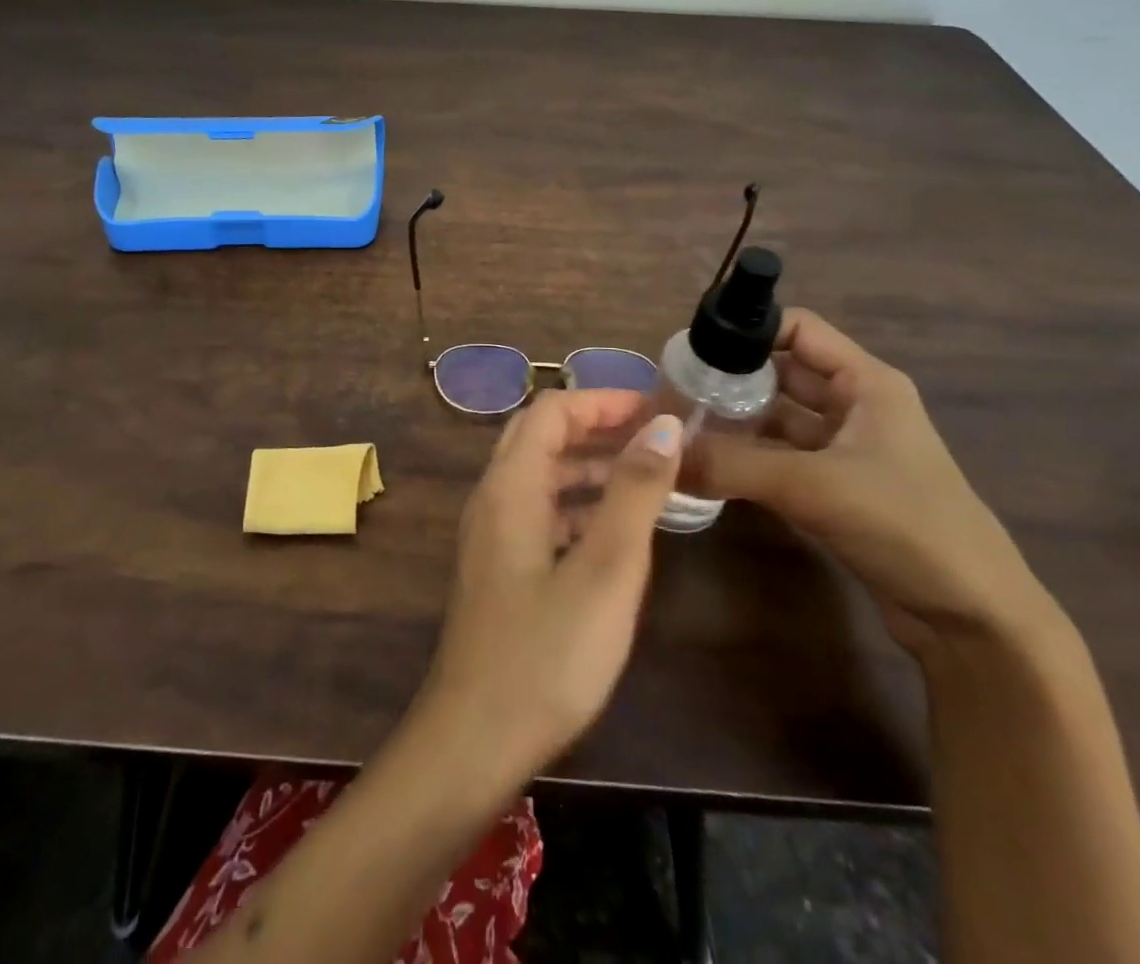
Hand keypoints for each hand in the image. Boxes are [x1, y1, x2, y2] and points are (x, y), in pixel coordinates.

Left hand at [419, 390, 683, 783]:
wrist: (475, 739)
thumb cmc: (547, 654)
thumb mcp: (607, 569)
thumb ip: (635, 491)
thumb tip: (663, 425)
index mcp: (510, 485)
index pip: (552, 411)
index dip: (603, 400)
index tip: (657, 409)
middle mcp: (494, 498)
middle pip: (542, 437)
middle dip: (597, 427)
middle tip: (655, 437)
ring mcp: (492, 535)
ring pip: (542, 476)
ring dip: (590, 466)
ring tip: (650, 477)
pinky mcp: (500, 568)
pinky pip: (541, 513)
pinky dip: (579, 505)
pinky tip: (616, 530)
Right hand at [689, 309, 1054, 656]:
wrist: (974, 621)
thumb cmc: (907, 526)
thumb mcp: (814, 486)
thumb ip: (733, 464)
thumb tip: (662, 452)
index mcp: (866, 383)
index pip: (797, 328)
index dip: (748, 328)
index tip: (694, 347)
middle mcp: (855, 406)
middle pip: (781, 373)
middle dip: (731, 377)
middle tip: (674, 390)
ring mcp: (846, 450)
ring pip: (777, 418)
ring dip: (735, 421)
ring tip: (681, 426)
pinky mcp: (836, 489)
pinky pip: (780, 458)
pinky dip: (746, 457)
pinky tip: (707, 465)